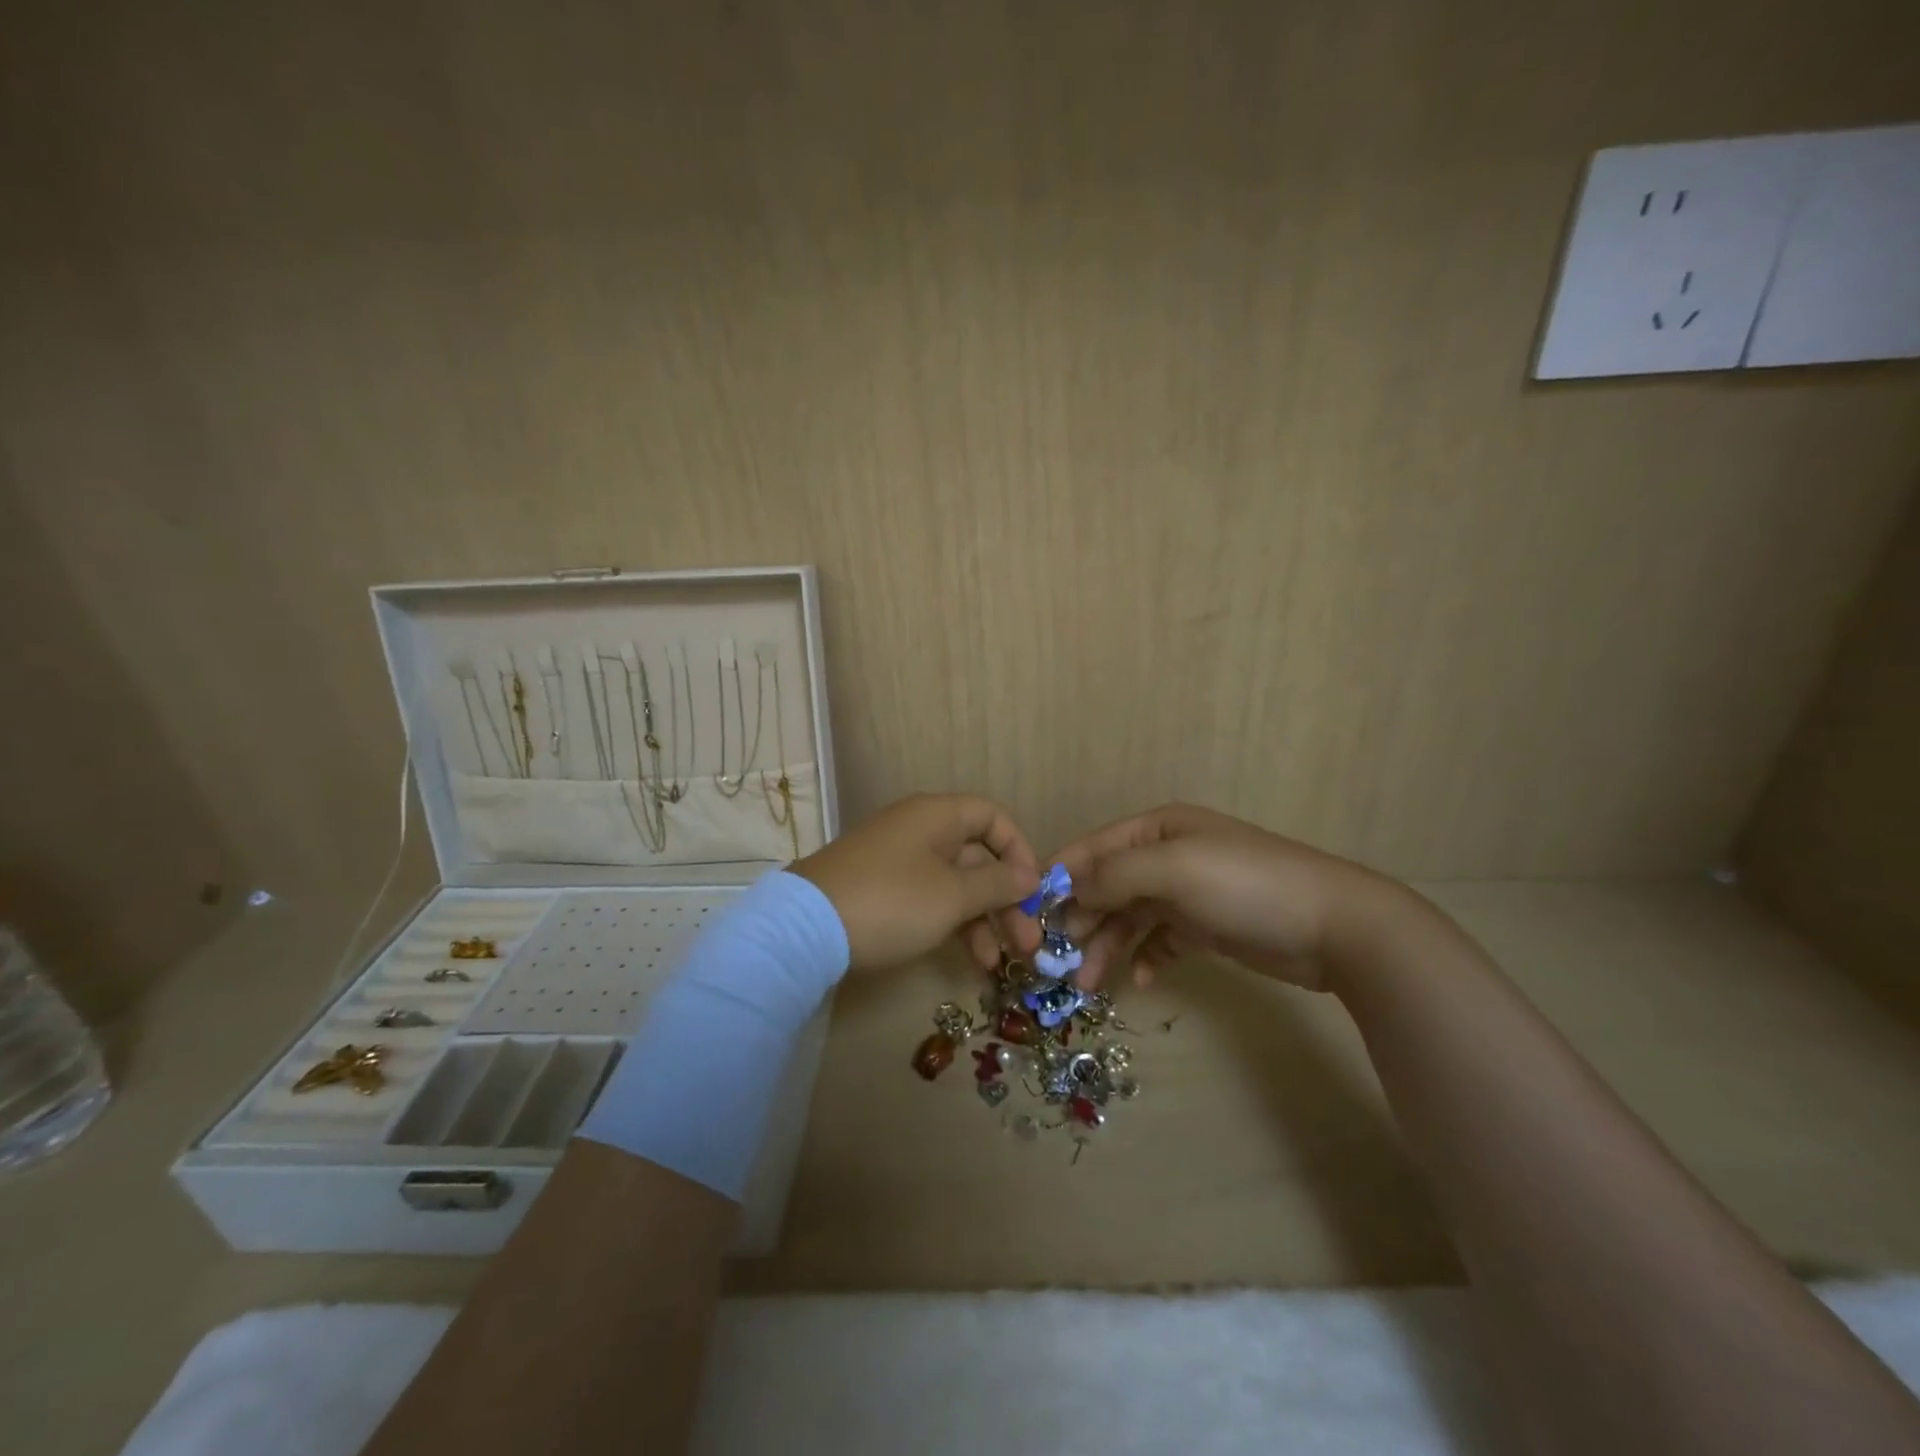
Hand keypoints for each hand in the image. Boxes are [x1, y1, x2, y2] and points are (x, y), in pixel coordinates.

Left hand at [792, 794, 1041, 972]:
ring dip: (983, 921)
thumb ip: (997, 884)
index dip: (1020, 850)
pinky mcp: (883, 891)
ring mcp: (899, 861)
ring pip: (955, 884)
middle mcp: (920, 830)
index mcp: (938, 816)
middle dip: (1006, 900)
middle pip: (977, 857)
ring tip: (1000, 964)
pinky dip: (953, 925)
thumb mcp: (953, 896)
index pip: (993, 817)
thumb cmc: (892, 902)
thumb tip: (1030, 876)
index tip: (1034, 890)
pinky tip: (970, 961)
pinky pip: (931, 900)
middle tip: (1029, 943)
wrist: (805, 930)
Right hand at [1054, 803, 1400, 991]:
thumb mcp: (1174, 869)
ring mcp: (1188, 892)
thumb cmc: (1246, 885)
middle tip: (1057, 962)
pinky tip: (1140, 979)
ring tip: (1089, 984)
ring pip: (1131, 918)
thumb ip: (1115, 874)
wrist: (1334, 926)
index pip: (1093, 849)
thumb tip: (1067, 886)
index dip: (1061, 878)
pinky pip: (1161, 940)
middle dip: (1082, 921)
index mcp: (1158, 830)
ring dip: (1108, 947)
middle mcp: (1168, 856)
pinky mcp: (1207, 926)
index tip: (1030, 915)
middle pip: (1108, 886)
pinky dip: (1146, 957)